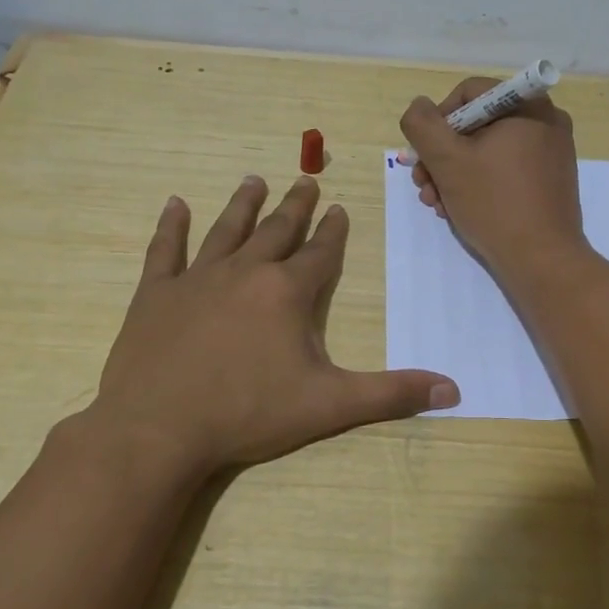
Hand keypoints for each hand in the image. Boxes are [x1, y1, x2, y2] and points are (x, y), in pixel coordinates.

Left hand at [73, 175, 459, 484]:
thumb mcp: (329, 405)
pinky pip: (165, 250)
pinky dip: (170, 226)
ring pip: (226, 230)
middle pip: (276, 231)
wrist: (158, 429)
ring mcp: (196, 279)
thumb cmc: (248, 413)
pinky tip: (174, 204)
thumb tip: (453, 389)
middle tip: (305, 180)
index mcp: (287, 292)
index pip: (319, 253)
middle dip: (295, 206)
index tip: (339, 209)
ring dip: (243, 205)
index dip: (333, 232)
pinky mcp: (156, 294)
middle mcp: (245, 272)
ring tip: (254, 180)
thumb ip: (391, 394)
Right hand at [400, 79, 585, 276]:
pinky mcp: (549, 182)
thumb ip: (423, 125)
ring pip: (488, 151)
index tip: (424, 154)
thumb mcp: (447, 160)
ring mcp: (551, 154)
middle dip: (442, 155)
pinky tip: (458, 210)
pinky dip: (479, 185)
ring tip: (437, 204)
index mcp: (527, 106)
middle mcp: (545, 122)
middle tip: (423, 184)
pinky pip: (505, 170)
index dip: (437, 120)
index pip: (468, 93)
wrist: (542, 261)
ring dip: (454, 174)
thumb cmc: (494, 203)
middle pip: (476, 124)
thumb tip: (419, 108)